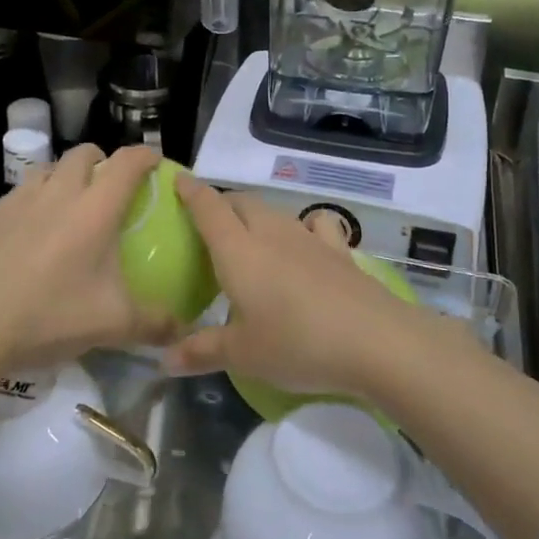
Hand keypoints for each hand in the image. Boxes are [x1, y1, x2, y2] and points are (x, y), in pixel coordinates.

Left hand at [0, 143, 175, 374]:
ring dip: (62, 178)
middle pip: (83, 154)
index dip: (145, 156)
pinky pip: (16, 195)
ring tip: (65, 207)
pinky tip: (25, 236)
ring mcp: (18, 200)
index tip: (154, 163)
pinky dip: (30, 204)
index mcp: (94, 209)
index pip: (127, 163)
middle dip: (100, 161)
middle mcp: (58, 192)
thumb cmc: (50, 316)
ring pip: (46, 169)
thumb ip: (154, 323)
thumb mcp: (112, 325)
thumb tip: (183, 330)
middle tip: (107, 187)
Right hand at [161, 178, 416, 397]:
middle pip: (242, 202)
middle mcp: (271, 233)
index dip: (191, 191)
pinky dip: (304, 226)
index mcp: (238, 251)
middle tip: (210, 224)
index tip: (179, 179)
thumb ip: (202, 351)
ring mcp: (309, 238)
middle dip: (223, 204)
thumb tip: (164, 359)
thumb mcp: (242, 355)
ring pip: (275, 211)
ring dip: (257, 215)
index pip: (209, 208)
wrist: (374, 340)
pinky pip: (315, 224)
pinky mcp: (339, 251)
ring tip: (251, 237)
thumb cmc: (296, 343)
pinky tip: (306, 244)